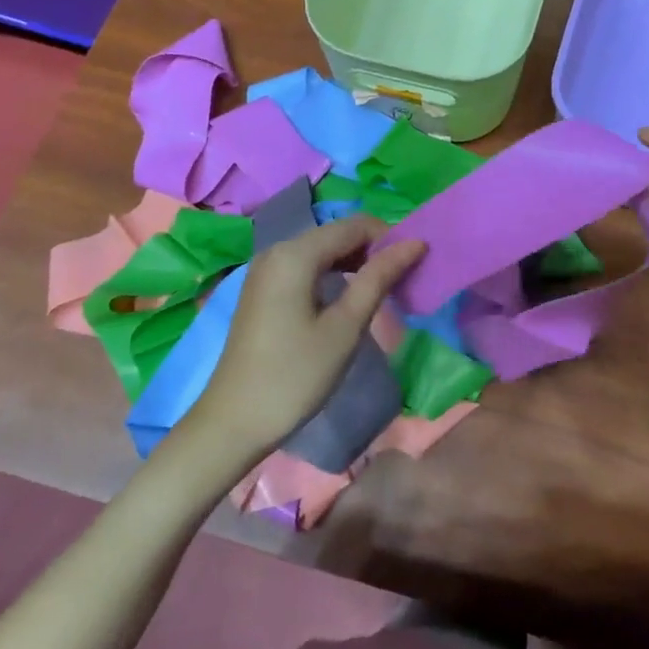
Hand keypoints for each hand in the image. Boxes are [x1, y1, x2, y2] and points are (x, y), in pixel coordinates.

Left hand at [188, 213, 425, 461]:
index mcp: (295, 253)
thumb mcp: (345, 327)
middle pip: (337, 234)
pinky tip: (348, 301)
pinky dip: (333, 275)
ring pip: (323, 250)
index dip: (390, 238)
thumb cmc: (294, 375)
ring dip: (355, 263)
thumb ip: (379, 278)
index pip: (355, 225)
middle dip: (373, 250)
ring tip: (382, 292)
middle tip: (401, 282)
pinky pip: (306, 266)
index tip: (414, 266)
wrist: (233, 423)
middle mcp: (277, 250)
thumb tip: (415, 242)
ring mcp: (266, 270)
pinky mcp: (263, 289)